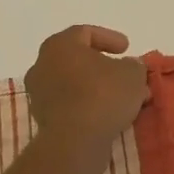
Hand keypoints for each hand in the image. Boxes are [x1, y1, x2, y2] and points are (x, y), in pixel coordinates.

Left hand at [24, 25, 148, 149]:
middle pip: (78, 60)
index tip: (127, 48)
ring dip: (98, 88)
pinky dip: (88, 105)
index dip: (109, 38)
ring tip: (123, 98)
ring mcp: (39, 93)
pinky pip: (70, 104)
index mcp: (60, 45)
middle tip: (126, 75)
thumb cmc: (102, 95)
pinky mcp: (43, 118)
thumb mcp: (132, 74)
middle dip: (105, 67)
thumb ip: (133, 65)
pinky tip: (109, 114)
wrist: (75, 141)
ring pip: (75, 84)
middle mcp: (43, 65)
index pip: (85, 33)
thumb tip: (129, 66)